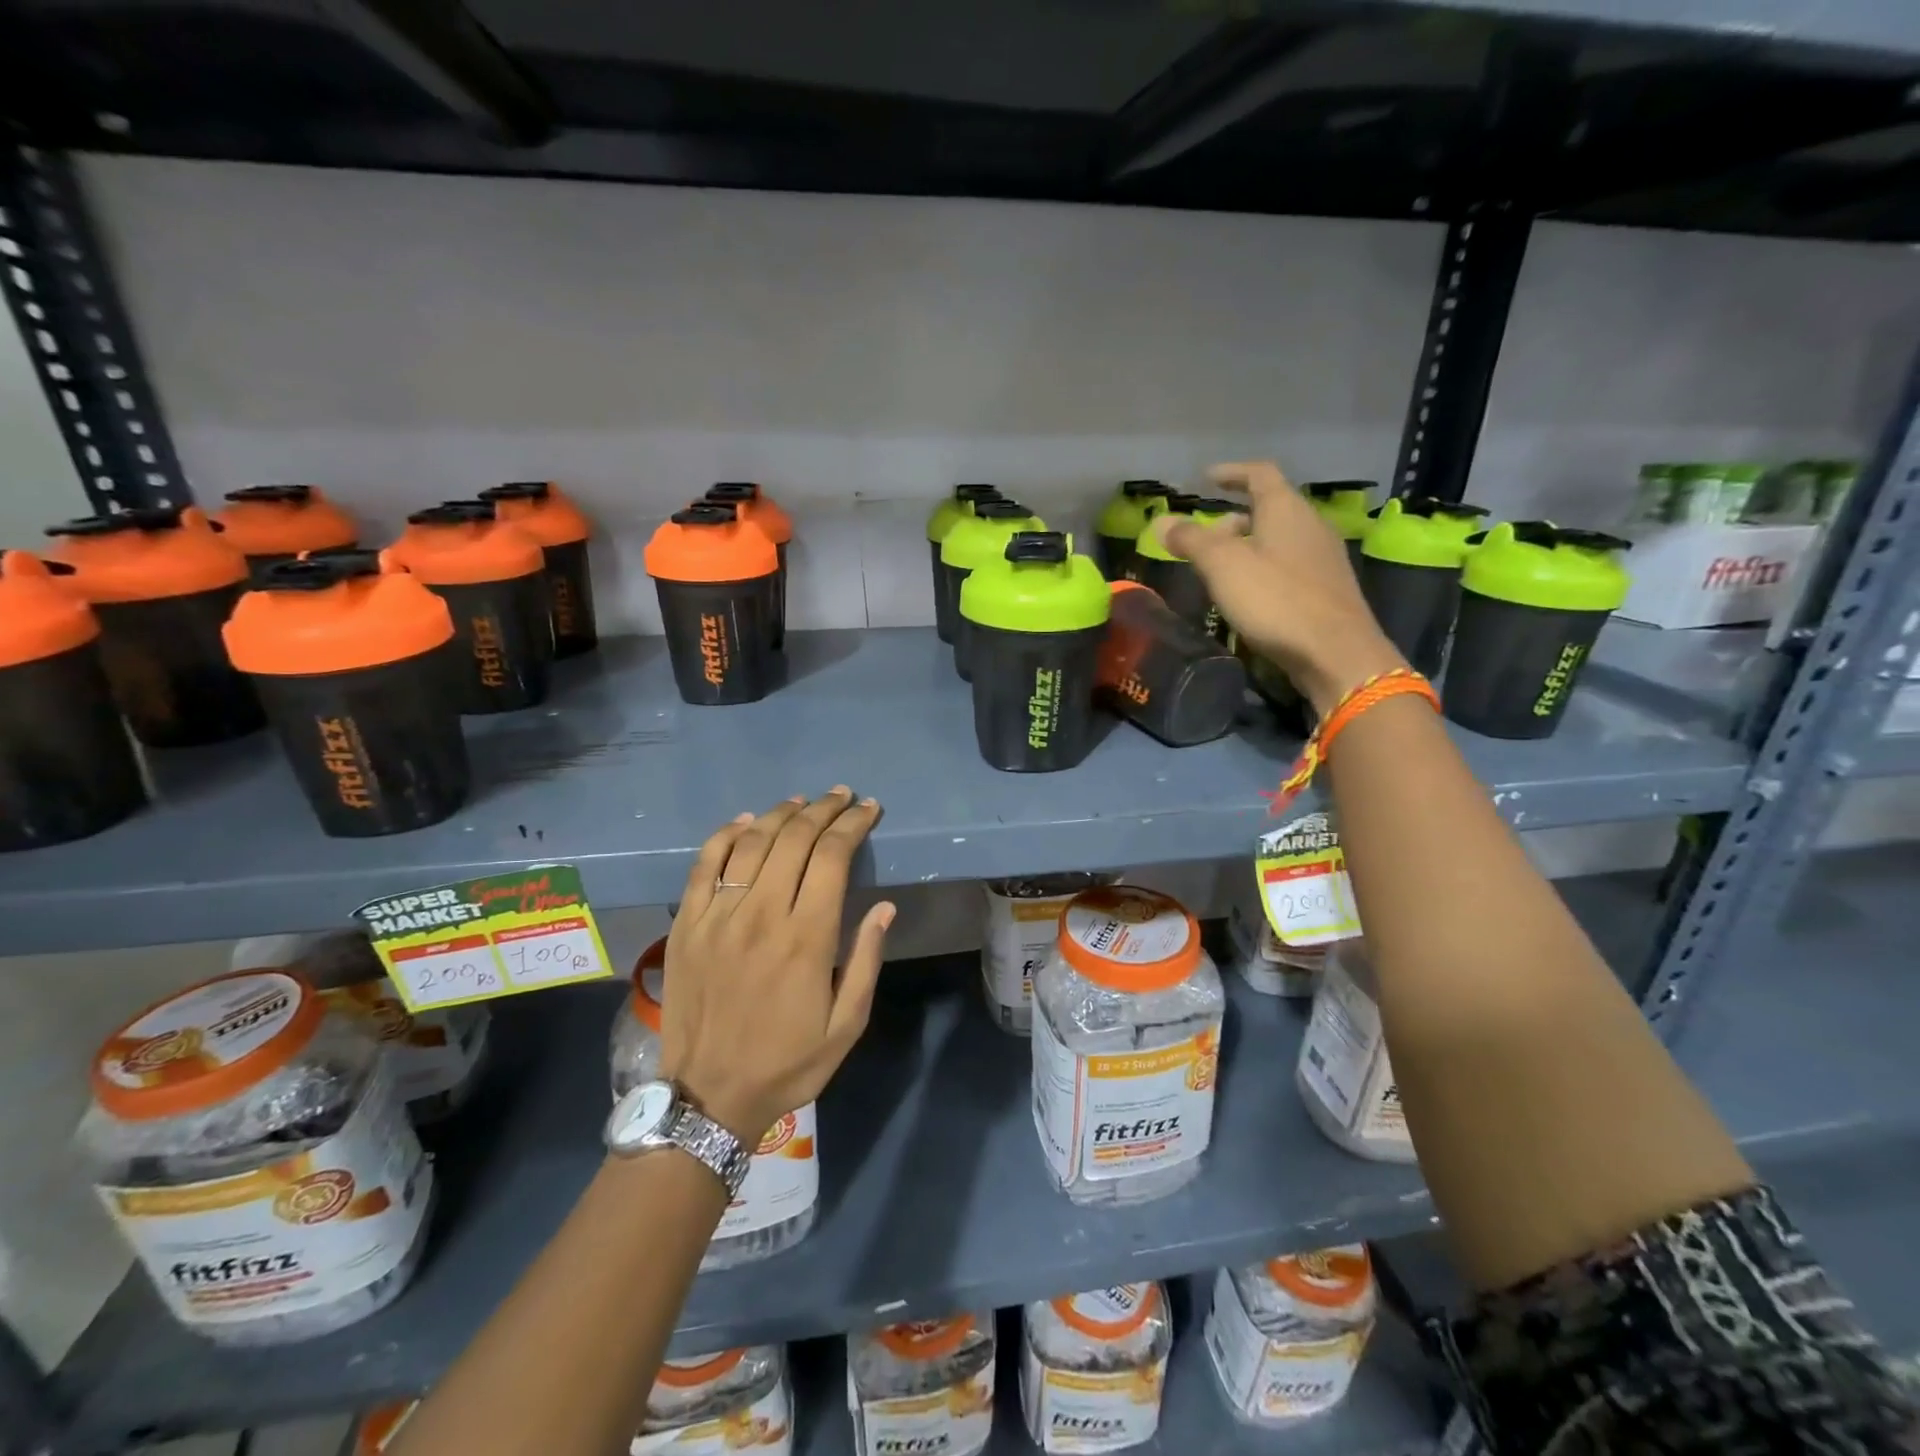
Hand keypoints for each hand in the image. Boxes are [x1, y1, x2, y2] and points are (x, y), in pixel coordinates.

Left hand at [660, 788, 893, 1142]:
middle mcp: (762, 915)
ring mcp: (719, 916)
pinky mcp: (687, 925)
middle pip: (794, 839)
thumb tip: (884, 907)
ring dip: (780, 814)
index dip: (853, 824)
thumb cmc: (787, 1063)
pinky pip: (705, 864)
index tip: (869, 809)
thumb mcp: (846, 1025)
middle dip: (823, 810)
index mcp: (807, 938)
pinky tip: (745, 822)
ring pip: (751, 843)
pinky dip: (726, 835)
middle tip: (841, 797)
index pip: (833, 857)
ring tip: (802, 802)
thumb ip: (865, 961)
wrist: (708, 1097)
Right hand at [1156, 461, 1405, 713]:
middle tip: (1204, 537)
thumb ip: (1191, 540)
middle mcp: (1310, 524)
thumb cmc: (1275, 599)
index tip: (1206, 478)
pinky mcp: (1327, 588)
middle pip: (1270, 508)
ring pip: (1279, 538)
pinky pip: (1289, 564)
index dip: (1231, 472)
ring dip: (1248, 544)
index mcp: (1286, 509)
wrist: (1336, 652)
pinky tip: (1249, 593)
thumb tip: (1160, 521)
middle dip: (1233, 517)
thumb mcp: (1222, 566)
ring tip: (1220, 568)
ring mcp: (1323, 557)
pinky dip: (1264, 566)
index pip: (1259, 474)